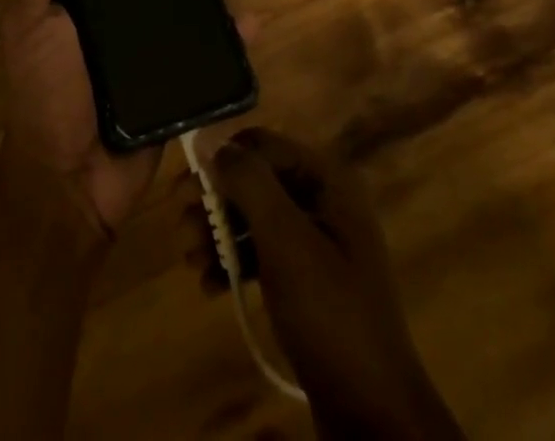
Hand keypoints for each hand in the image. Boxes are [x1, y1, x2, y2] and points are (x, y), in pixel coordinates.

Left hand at [1, 0, 247, 238]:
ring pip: (194, 9)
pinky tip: (252, 24)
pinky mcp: (178, 85)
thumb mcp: (27, 25)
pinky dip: (235, 39)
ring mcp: (153, 53)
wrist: (70, 177)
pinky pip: (212, 57)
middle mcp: (123, 19)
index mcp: (88, 0)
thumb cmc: (45, 90)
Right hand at [213, 129, 461, 438]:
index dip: (223, 158)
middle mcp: (323, 201)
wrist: (373, 418)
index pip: (262, 144)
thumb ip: (249, 183)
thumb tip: (211, 142)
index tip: (188, 185)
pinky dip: (232, 263)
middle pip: (254, 181)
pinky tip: (209, 284)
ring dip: (217, 233)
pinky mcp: (305, 281)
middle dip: (215, 201)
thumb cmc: (330, 315)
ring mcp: (316, 243)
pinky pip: (260, 254)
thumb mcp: (286, 241)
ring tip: (190, 259)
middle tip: (181, 224)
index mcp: (328, 181)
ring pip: (252, 218)